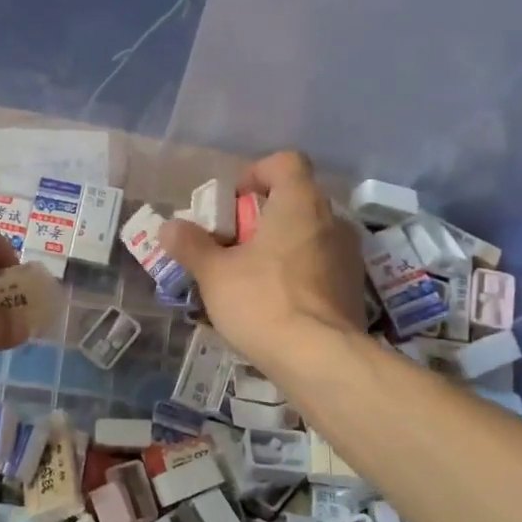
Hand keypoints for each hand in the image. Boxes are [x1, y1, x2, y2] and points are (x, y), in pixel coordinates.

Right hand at [156, 151, 366, 371]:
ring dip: (282, 245)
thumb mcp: (214, 274)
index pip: (287, 162)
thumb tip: (168, 227)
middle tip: (234, 243)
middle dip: (263, 215)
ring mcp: (348, 255)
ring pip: (310, 234)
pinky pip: (321, 264)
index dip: (258, 172)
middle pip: (296, 199)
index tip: (235, 200)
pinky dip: (299, 271)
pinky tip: (277, 302)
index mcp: (300, 204)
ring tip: (252, 276)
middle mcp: (332, 220)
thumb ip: (190, 245)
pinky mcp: (353, 288)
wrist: (321, 359)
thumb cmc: (263, 302)